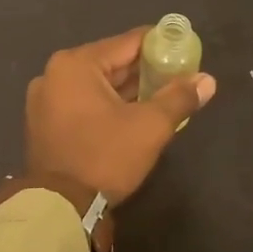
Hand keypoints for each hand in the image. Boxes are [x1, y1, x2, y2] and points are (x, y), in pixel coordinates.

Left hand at [25, 27, 216, 202]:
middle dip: (146, 70)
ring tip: (162, 96)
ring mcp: (45, 100)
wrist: (60, 209)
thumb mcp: (150, 126)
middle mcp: (55, 74)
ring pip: (98, 84)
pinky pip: (84, 102)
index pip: (128, 42)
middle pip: (111, 62)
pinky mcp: (45, 123)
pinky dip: (108, 105)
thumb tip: (208, 80)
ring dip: (128, 90)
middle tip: (178, 77)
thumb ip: (179, 97)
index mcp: (76, 64)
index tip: (185, 52)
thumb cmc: (105, 157)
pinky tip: (134, 114)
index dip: (161, 45)